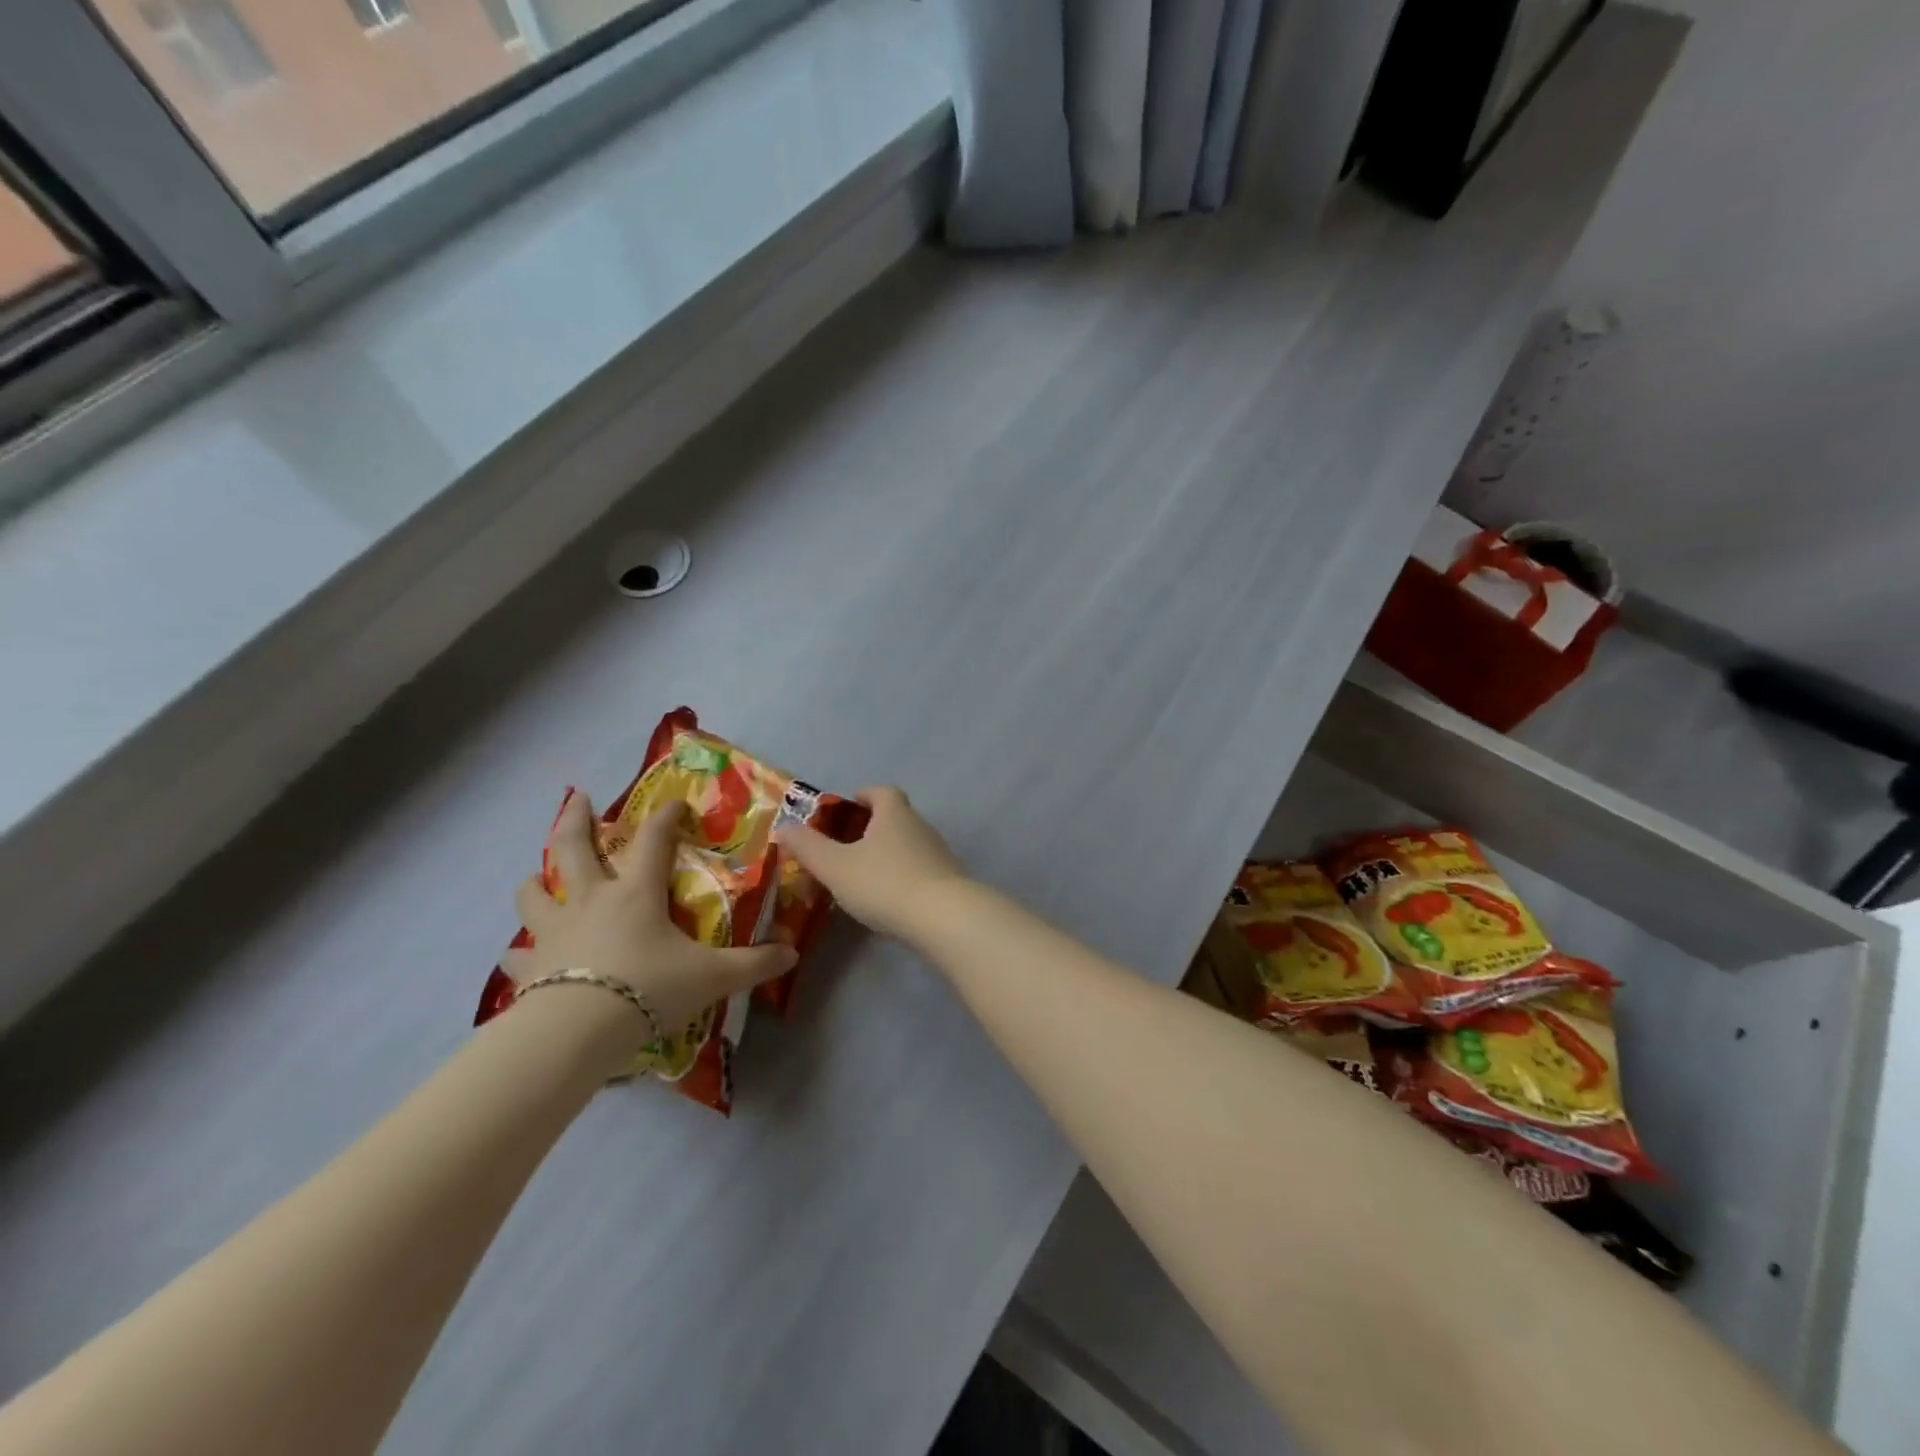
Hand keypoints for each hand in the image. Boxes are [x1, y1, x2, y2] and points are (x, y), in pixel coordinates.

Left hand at [504, 791, 795, 1039]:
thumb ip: (754, 964)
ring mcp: (554, 932)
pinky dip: (519, 952)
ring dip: (537, 880)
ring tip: (539, 876)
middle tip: (578, 800)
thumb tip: (793, 953)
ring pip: (535, 893)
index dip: (665, 816)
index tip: (674, 803)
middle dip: (576, 819)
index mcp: (636, 893)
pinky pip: (518, 955)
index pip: (653, 840)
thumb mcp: (712, 977)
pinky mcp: (530, 968)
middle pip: (574, 848)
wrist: (576, 1032)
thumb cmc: (648, 988)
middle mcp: (591, 901)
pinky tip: (519, 956)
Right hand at [774, 787, 968, 944]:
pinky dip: (904, 876)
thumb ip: (808, 847)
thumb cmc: (884, 884)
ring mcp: (939, 853)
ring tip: (864, 876)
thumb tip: (784, 827)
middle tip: (848, 846)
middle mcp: (920, 826)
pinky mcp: (949, 881)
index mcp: (894, 813)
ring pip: (909, 844)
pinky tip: (890, 899)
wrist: (944, 917)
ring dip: (889, 854)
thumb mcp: (835, 867)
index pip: (882, 791)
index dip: (865, 795)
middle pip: (897, 817)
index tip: (849, 806)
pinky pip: (921, 869)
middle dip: (874, 827)